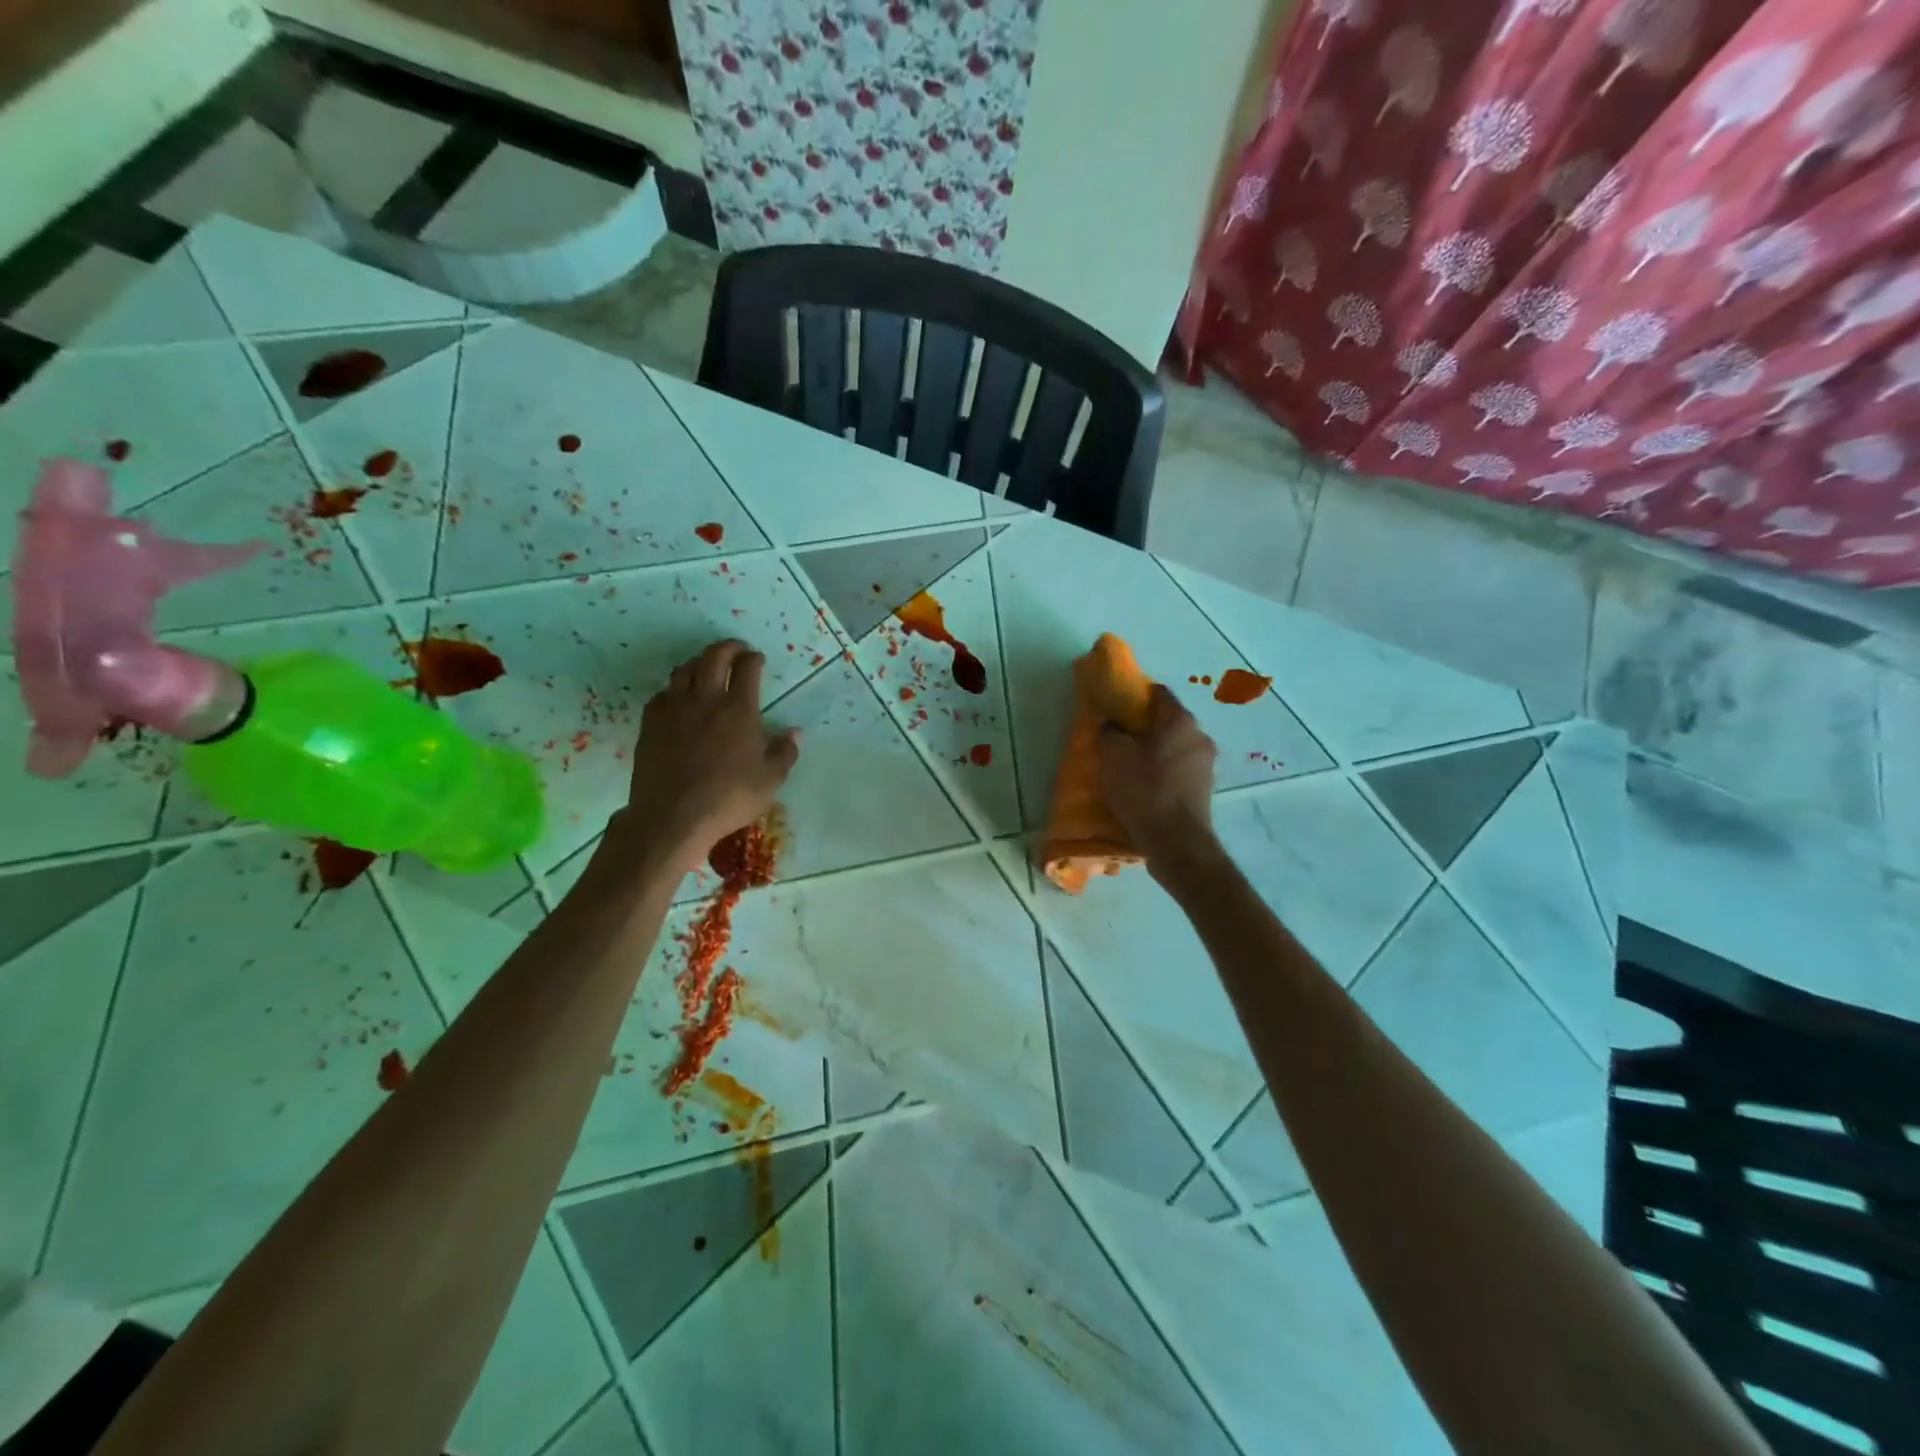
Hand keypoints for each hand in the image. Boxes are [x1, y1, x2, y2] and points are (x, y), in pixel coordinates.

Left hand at [609, 640, 798, 872]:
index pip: (747, 668)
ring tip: (707, 668)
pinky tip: (679, 699)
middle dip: (727, 648)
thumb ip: (785, 752)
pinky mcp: (651, 723)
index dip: (754, 658)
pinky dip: (675, 688)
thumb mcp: (770, 780)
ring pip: (684, 669)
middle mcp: (706, 699)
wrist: (672, 816)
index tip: (757, 659)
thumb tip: (794, 732)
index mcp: (739, 709)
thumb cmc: (728, 798)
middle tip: (736, 650)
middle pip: (713, 656)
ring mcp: (674, 708)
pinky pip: (663, 693)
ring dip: (699, 662)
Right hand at [1098, 686, 1218, 872]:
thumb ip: (1109, 733)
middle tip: (1117, 738)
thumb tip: (1110, 724)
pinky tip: (1144, 786)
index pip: (1158, 693)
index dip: (1134, 696)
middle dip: (1142, 726)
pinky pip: (1178, 769)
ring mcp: (1206, 764)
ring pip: (1173, 747)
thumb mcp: (1114, 757)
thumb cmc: (1145, 792)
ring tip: (1128, 765)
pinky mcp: (1204, 789)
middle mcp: (1199, 736)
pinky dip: (1162, 772)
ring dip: (1152, 751)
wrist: (1177, 844)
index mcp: (1180, 721)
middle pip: (1167, 721)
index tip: (1114, 707)